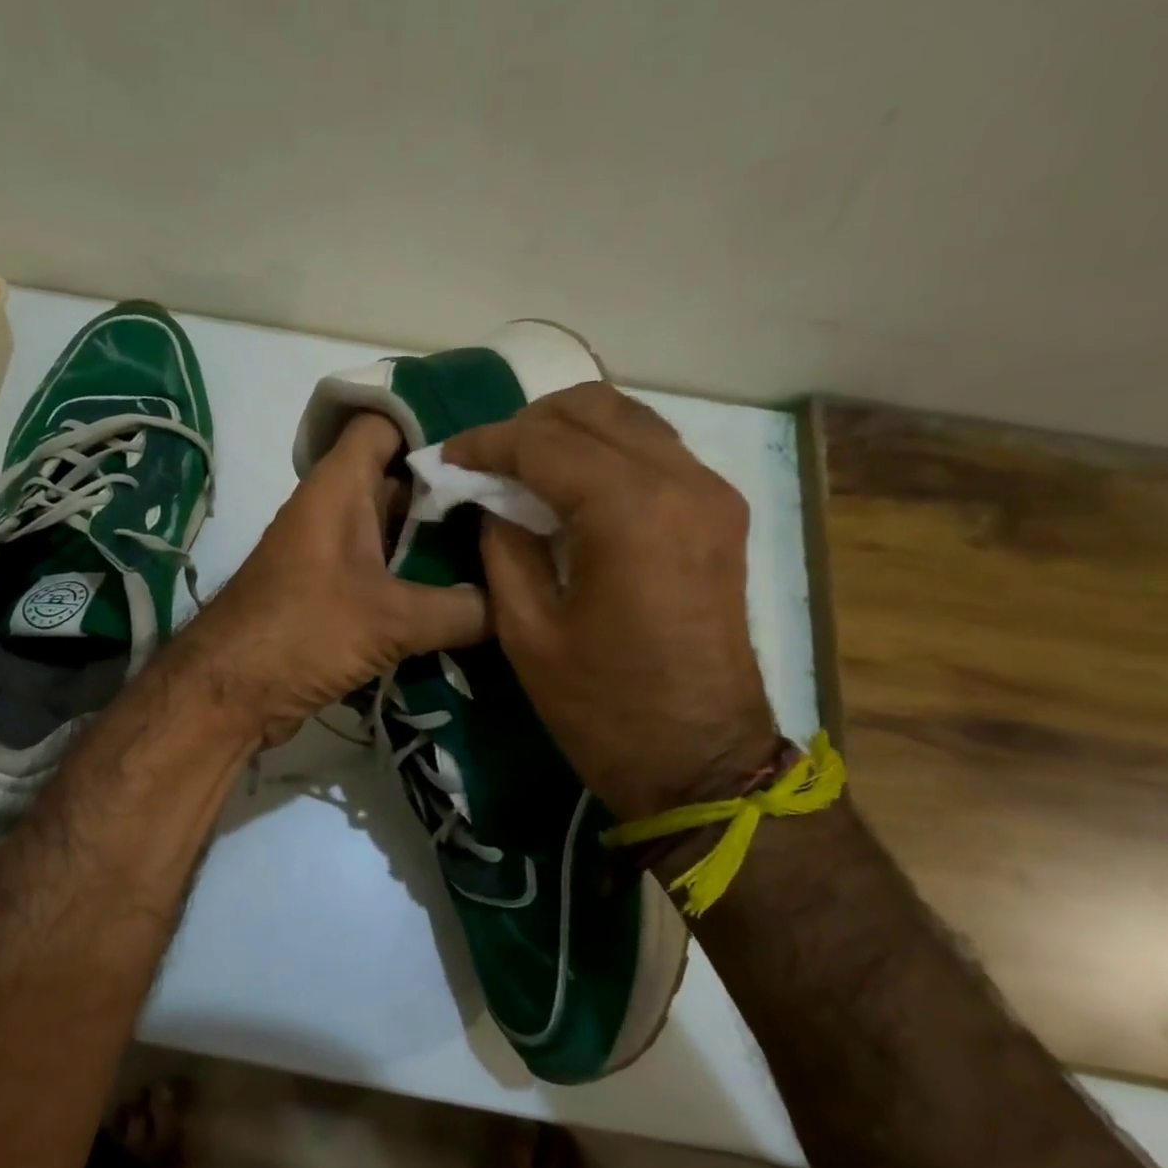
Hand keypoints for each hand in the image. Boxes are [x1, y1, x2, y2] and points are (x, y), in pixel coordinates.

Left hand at [180, 413, 490, 746]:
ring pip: (398, 531)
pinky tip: (473, 595)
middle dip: (455, 488)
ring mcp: (334, 555)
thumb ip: (460, 609)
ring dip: (442, 540)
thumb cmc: (301, 632)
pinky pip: (388, 573)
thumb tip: (516, 607)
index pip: (384, 423)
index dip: (433, 419)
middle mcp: (335, 511)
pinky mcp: (335, 596)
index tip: (492, 437)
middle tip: (522, 498)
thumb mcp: (389, 619)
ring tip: (511, 544)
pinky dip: (423, 580)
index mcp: (338, 487)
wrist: (229, 694)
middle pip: (402, 480)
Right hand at [445, 383, 778, 820]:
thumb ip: (503, 548)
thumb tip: (491, 502)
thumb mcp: (527, 630)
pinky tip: (572, 486)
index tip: (447, 456)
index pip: (544, 442)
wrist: (700, 758)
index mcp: (629, 511)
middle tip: (485, 460)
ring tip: (522, 466)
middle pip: (595, 409)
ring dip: (570, 431)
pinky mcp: (720, 514)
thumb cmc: (603, 706)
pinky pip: (655, 452)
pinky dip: (606, 452)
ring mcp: (710, 493)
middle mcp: (681, 481)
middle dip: (529, 423)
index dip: (487, 442)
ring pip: (631, 420)